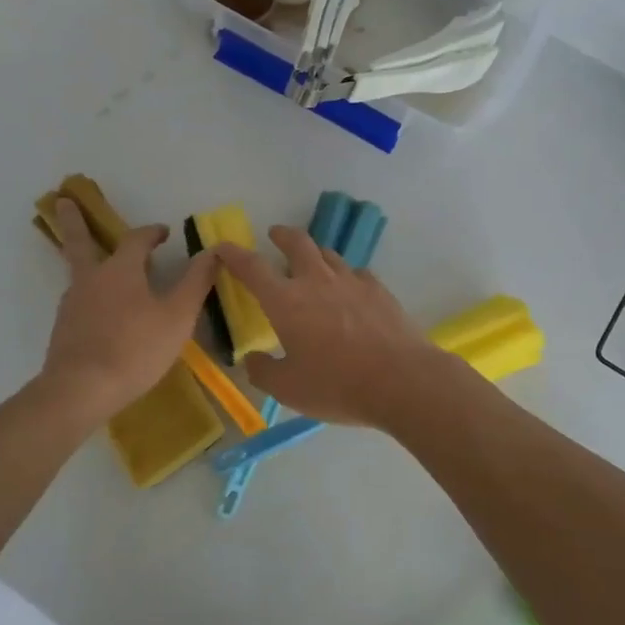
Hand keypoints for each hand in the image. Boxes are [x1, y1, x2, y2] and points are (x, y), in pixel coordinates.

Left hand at [42, 199, 218, 420]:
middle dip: (74, 221)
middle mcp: (91, 279)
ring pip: (79, 273)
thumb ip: (196, 282)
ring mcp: (72, 304)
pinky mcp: (64, 329)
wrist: (81, 390)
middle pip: (80, 242)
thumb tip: (215, 251)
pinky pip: (78, 301)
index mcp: (120, 269)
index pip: (136, 239)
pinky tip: (99, 311)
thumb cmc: (136, 348)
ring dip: (85, 260)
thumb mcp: (178, 316)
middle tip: (62, 200)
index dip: (151, 232)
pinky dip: (88, 294)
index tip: (163, 232)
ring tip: (96, 263)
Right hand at [215, 227, 454, 426]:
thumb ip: (263, 371)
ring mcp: (351, 281)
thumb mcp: (289, 389)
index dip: (234, 255)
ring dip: (314, 253)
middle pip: (297, 243)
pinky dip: (344, 275)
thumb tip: (252, 359)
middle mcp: (317, 281)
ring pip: (328, 254)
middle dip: (282, 235)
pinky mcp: (379, 290)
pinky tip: (348, 289)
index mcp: (286, 301)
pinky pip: (356, 272)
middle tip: (275, 235)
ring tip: (311, 262)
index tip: (223, 247)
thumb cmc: (337, 385)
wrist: (402, 380)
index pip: (252, 268)